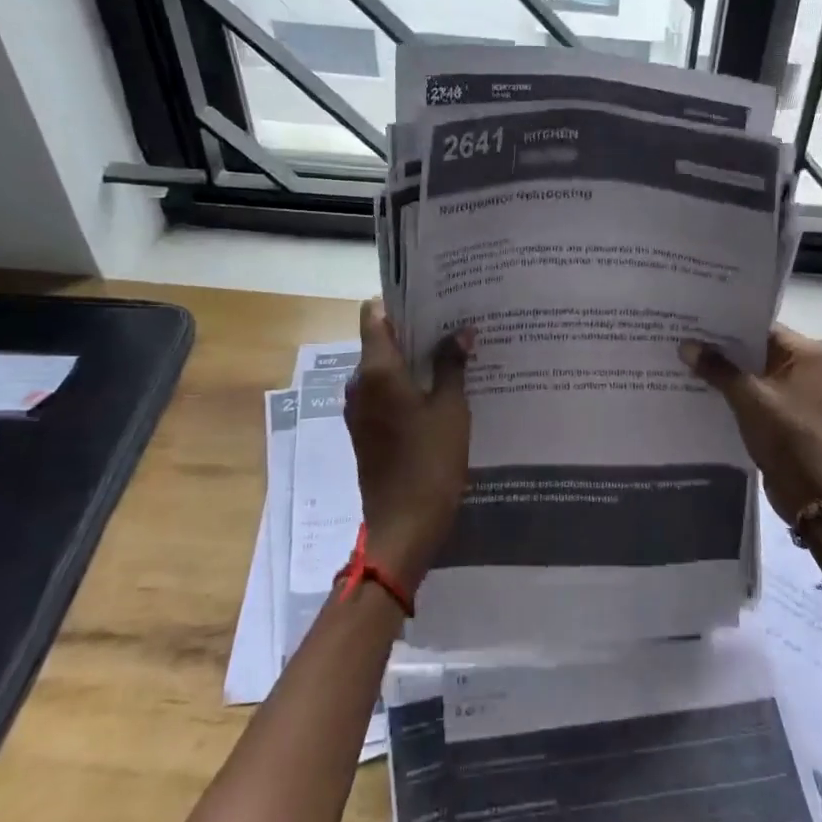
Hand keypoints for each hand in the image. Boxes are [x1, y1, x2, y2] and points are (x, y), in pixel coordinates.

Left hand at [343, 299, 473, 591]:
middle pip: (381, 340)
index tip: (432, 296)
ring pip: (384, 368)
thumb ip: (453, 364)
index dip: (399, 301)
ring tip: (453, 353)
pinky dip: (407, 384)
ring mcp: (359, 409)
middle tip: (454, 322)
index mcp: (376, 371)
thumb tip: (461, 331)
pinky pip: (384, 393)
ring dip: (413, 359)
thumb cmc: (430, 461)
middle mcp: (359, 384)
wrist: (403, 525)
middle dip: (414, 329)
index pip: (374, 315)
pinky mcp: (365, 431)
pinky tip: (440, 389)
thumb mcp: (451, 408)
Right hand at [680, 326, 821, 521]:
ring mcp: (787, 391)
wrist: (810, 491)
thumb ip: (717, 369)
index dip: (725, 322)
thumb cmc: (786, 434)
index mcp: (800, 352)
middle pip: (751, 347)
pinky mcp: (776, 413)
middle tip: (679, 336)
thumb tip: (686, 345)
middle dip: (718, 346)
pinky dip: (726, 390)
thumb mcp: (748, 397)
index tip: (692, 318)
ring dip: (720, 369)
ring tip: (680, 359)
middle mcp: (797, 366)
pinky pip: (747, 392)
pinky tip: (695, 388)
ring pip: (747, 371)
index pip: (758, 324)